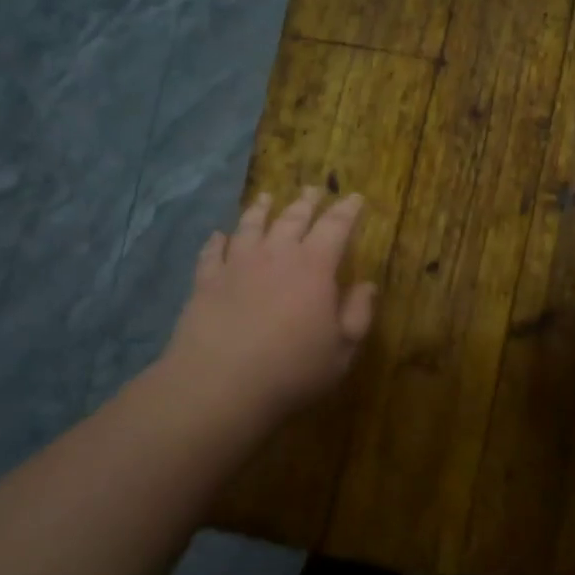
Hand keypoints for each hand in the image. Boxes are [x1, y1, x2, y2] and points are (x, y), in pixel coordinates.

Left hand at [159, 187, 376, 421]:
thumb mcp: (342, 350)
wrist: (220, 385)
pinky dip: (217, 241)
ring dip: (261, 209)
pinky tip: (218, 236)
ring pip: (250, 226)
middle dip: (307, 202)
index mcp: (314, 267)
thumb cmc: (292, 370)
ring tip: (266, 197)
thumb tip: (368, 285)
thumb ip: (358, 313)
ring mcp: (237, 265)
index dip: (347, 210)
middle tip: (315, 189)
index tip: (354, 197)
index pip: (335, 227)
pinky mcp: (206, 282)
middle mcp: (276, 255)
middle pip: (293, 218)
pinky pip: (213, 252)